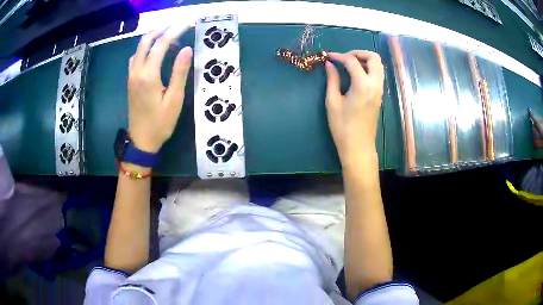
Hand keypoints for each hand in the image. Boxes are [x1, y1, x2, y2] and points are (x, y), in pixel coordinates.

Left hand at [127, 27, 192, 152]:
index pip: (161, 44)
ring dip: (152, 37)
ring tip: (168, 36)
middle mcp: (137, 71)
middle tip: (176, 25)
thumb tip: (186, 49)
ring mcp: (131, 76)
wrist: (141, 141)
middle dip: (161, 29)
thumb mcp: (174, 100)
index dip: (175, 31)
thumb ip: (179, 72)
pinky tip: (154, 52)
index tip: (187, 24)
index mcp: (148, 75)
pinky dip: (145, 48)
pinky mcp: (130, 81)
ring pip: (139, 48)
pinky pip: (135, 57)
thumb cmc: (160, 123)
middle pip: (146, 41)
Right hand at [324, 51, 383, 163]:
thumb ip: (332, 80)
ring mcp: (379, 90)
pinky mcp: (379, 95)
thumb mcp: (333, 102)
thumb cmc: (343, 127)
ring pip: (379, 65)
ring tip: (349, 65)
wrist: (358, 146)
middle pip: (374, 58)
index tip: (328, 56)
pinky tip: (356, 75)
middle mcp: (375, 85)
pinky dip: (368, 68)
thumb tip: (329, 64)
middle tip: (344, 58)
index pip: (352, 61)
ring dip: (365, 60)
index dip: (339, 55)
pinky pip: (378, 74)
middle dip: (358, 53)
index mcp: (362, 85)